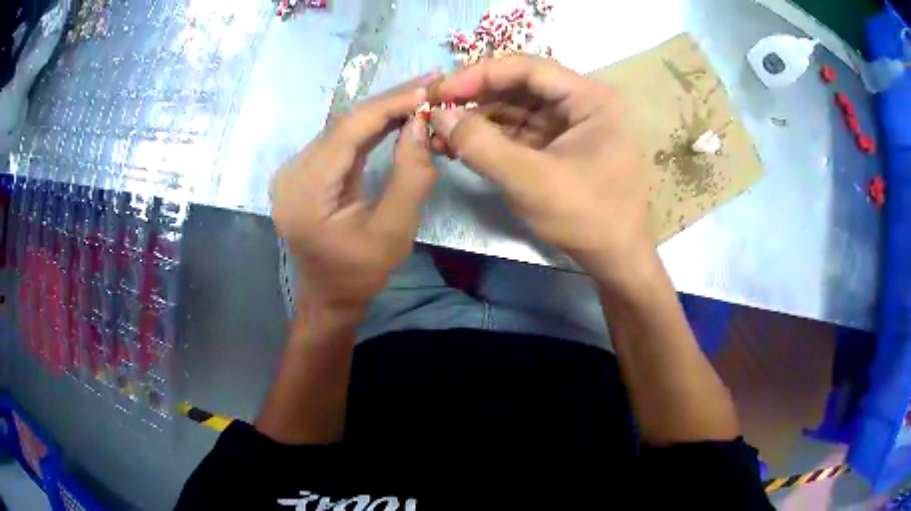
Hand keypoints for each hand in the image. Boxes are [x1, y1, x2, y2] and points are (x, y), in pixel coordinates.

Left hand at [271, 75, 438, 313]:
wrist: (330, 296)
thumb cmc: (360, 272)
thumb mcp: (393, 230)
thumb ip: (410, 176)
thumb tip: (421, 124)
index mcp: (306, 191)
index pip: (349, 130)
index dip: (390, 104)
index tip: (429, 88)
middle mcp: (292, 172)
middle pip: (344, 123)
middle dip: (389, 102)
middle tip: (431, 84)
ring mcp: (295, 171)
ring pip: (343, 128)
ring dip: (382, 111)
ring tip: (420, 95)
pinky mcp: (305, 173)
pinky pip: (340, 141)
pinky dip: (370, 127)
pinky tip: (396, 116)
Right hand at [429, 56, 652, 289]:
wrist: (616, 260)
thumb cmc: (585, 216)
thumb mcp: (529, 180)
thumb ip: (480, 144)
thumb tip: (438, 115)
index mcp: (590, 98)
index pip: (528, 69)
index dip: (480, 74)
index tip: (440, 91)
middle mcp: (584, 103)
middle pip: (522, 86)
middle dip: (477, 98)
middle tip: (436, 112)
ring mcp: (574, 125)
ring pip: (519, 109)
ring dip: (481, 118)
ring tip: (443, 132)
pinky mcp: (563, 146)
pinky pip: (524, 131)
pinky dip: (494, 137)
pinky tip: (465, 144)